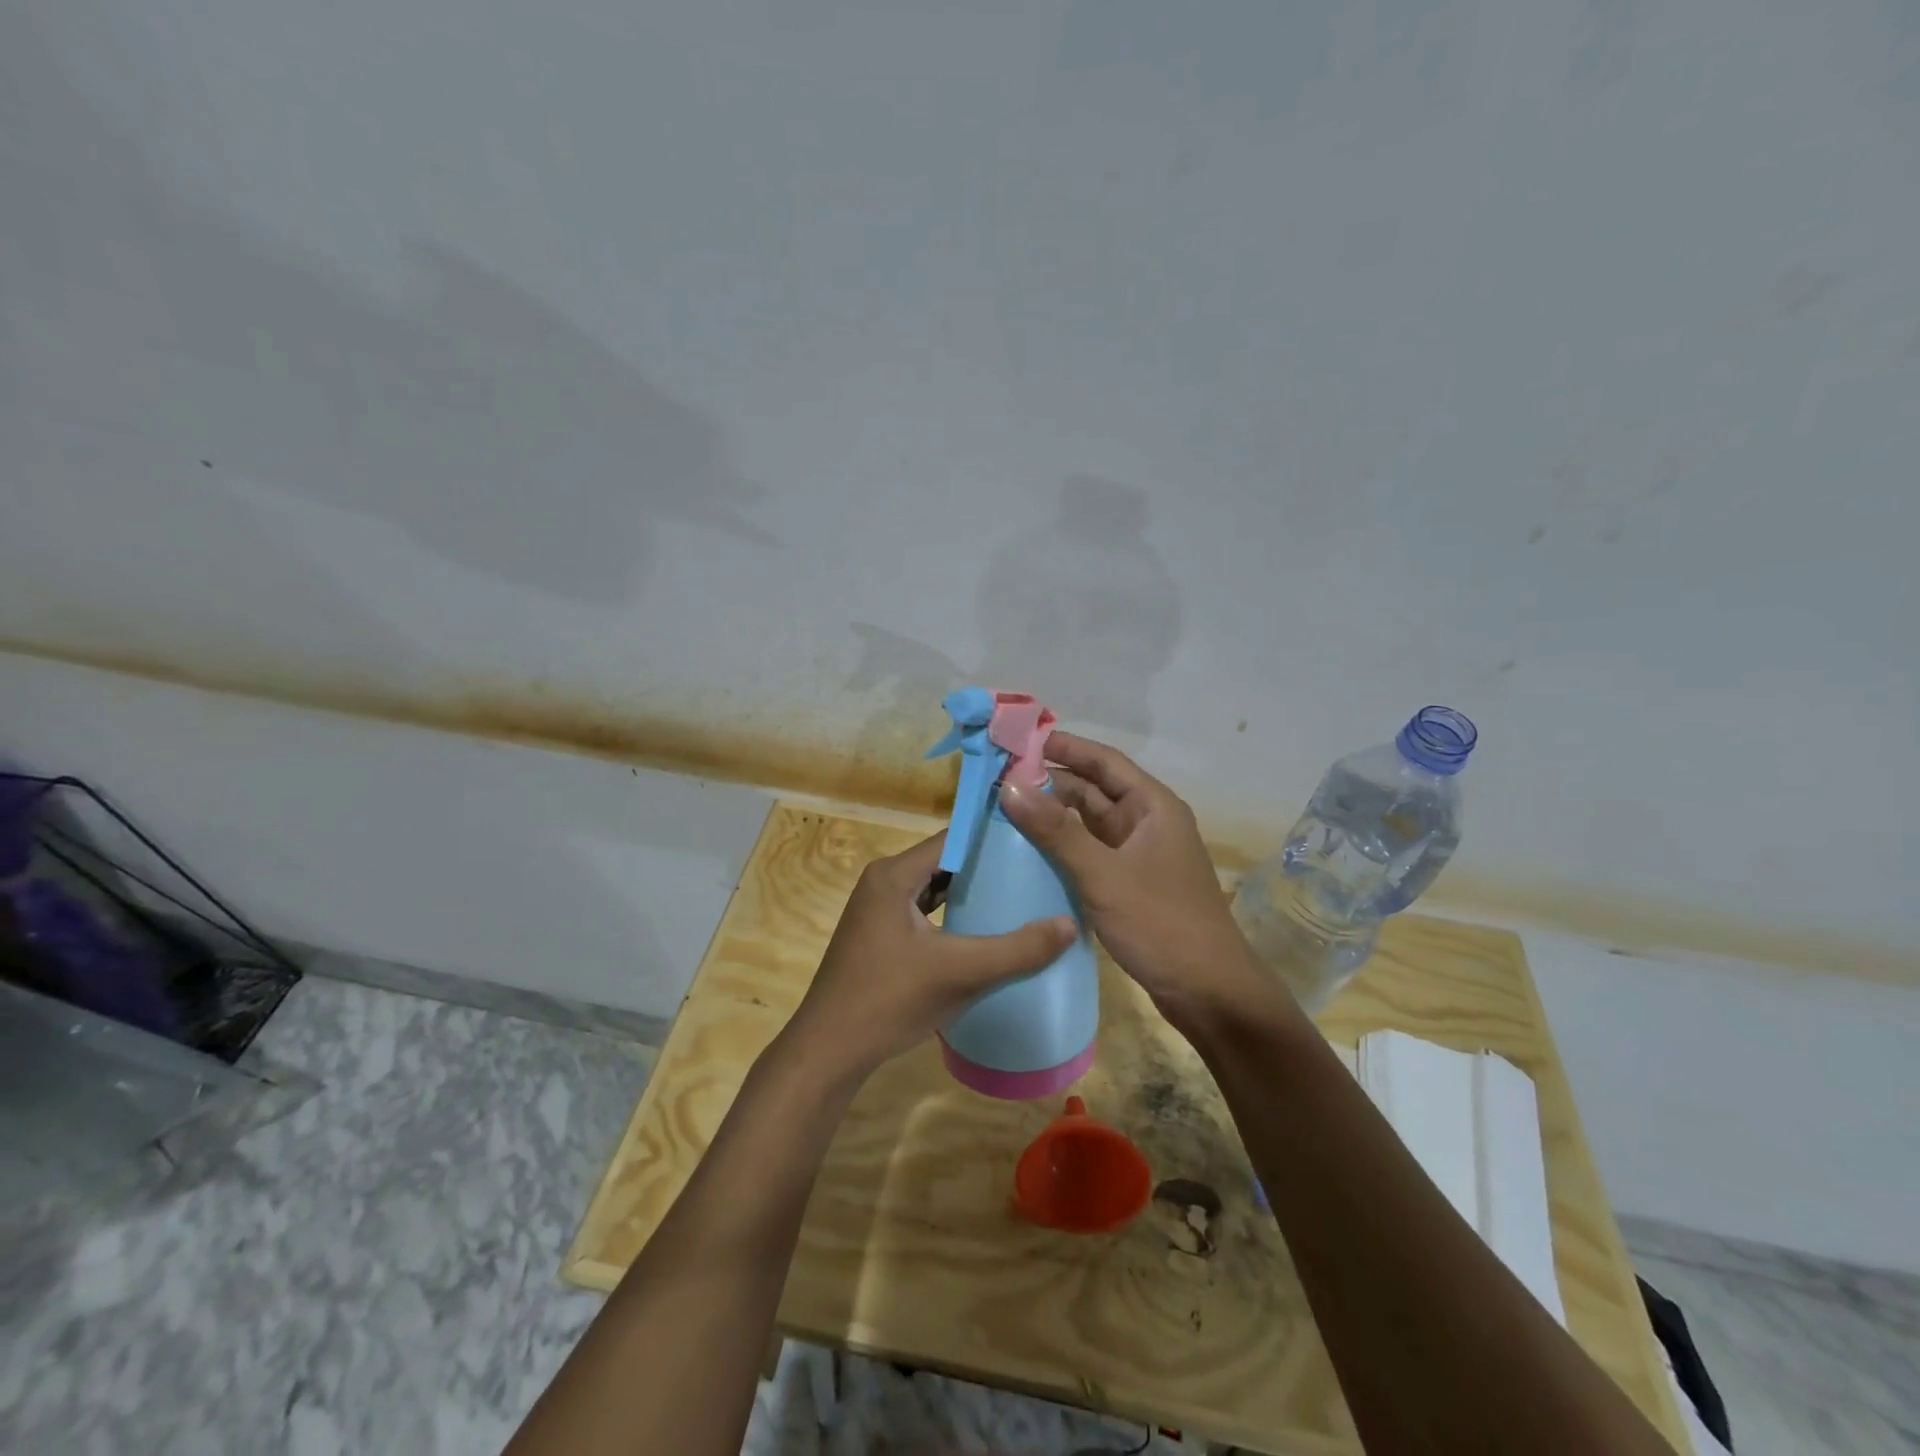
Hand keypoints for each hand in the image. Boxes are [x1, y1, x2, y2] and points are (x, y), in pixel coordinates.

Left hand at [780, 831, 1077, 1086]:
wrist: (829, 1050)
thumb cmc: (889, 1000)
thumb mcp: (960, 972)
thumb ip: (1016, 950)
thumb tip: (1070, 924)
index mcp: (894, 874)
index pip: (953, 838)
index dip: (993, 837)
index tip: (1035, 840)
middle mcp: (883, 881)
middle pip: (945, 860)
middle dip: (987, 865)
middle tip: (1035, 868)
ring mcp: (878, 908)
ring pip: (934, 887)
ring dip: (970, 890)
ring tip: (1019, 893)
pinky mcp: (880, 934)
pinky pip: (924, 910)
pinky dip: (952, 913)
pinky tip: (983, 928)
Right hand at [999, 733, 1267, 1023]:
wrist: (1210, 994)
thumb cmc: (1161, 924)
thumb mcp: (1103, 875)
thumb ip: (1056, 831)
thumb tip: (1010, 786)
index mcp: (1153, 807)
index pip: (1104, 761)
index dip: (1064, 747)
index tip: (1020, 741)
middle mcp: (1147, 823)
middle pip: (1094, 790)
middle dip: (1050, 783)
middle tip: (999, 780)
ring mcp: (1140, 855)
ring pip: (1090, 823)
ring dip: (1054, 817)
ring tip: (1005, 811)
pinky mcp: (1131, 884)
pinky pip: (1091, 853)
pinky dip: (1063, 848)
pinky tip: (1029, 852)